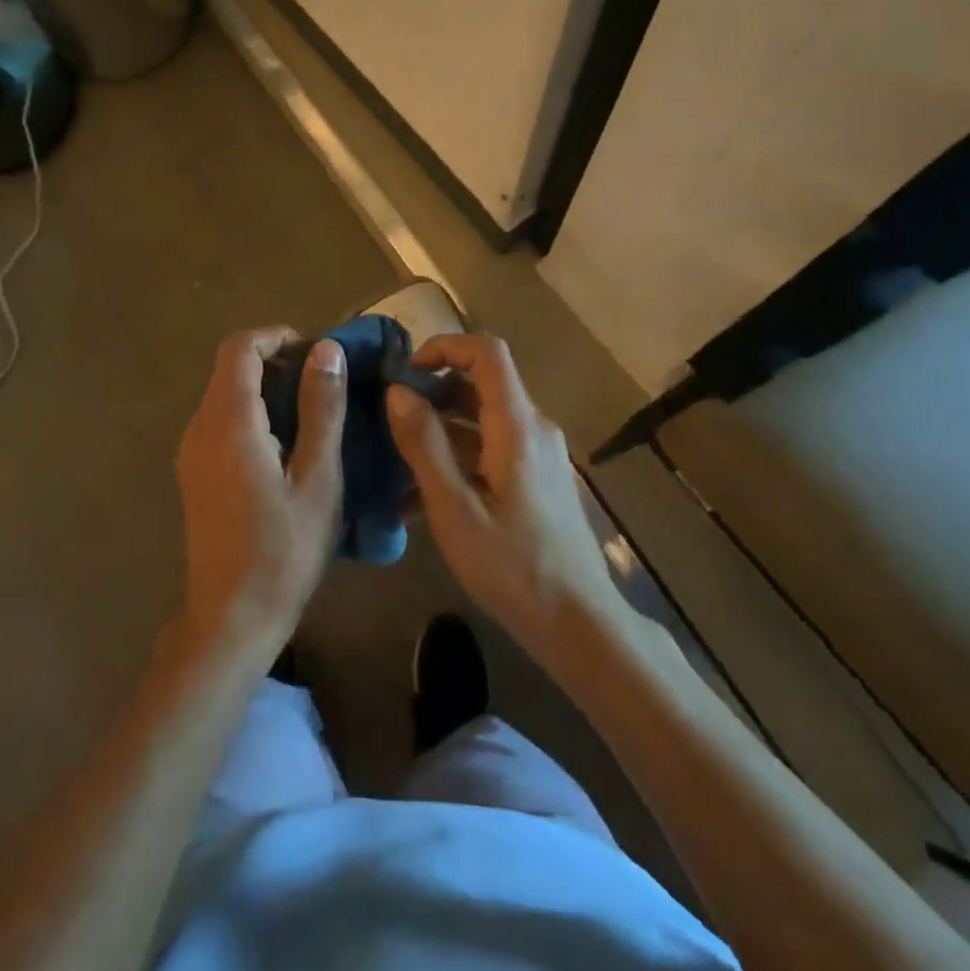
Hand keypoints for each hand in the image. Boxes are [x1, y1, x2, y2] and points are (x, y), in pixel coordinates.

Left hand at [175, 328, 347, 650]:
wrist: (231, 617)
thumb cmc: (283, 549)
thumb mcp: (318, 477)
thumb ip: (321, 408)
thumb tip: (325, 349)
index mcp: (228, 421)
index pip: (240, 347)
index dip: (278, 337)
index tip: (317, 354)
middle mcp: (199, 427)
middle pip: (231, 369)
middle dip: (277, 363)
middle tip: (326, 387)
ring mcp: (191, 452)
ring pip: (226, 396)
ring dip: (267, 391)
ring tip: (314, 416)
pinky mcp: (194, 473)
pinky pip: (221, 423)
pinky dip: (253, 416)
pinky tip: (287, 449)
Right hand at [387, 334, 612, 652]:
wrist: (578, 623)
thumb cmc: (513, 567)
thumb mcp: (454, 509)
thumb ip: (424, 445)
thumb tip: (398, 392)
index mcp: (518, 427)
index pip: (487, 352)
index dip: (444, 347)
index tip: (405, 372)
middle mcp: (535, 429)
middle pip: (483, 383)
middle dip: (434, 391)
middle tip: (391, 418)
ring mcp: (540, 454)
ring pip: (484, 418)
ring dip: (441, 428)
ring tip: (397, 460)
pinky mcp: (538, 478)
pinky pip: (493, 448)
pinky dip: (458, 456)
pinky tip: (423, 495)